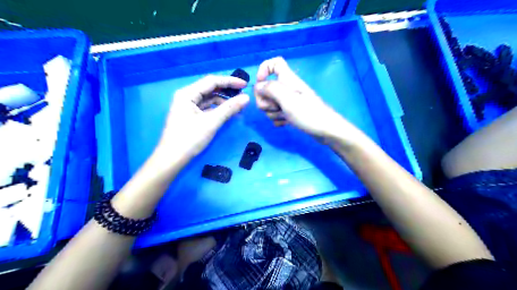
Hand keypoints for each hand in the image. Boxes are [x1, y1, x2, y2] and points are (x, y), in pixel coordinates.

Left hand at [154, 75, 249, 159]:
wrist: (172, 159)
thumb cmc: (189, 139)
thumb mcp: (211, 122)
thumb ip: (229, 108)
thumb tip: (247, 98)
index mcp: (187, 93)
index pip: (212, 81)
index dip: (230, 81)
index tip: (245, 85)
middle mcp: (186, 96)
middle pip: (210, 89)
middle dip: (227, 92)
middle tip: (243, 96)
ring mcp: (187, 106)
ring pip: (209, 99)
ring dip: (224, 102)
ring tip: (238, 108)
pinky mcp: (190, 115)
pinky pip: (206, 108)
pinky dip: (218, 110)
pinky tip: (228, 114)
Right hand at [254, 57, 346, 138]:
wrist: (326, 130)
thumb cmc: (308, 113)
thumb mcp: (287, 99)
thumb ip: (270, 89)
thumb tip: (258, 86)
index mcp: (287, 79)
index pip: (274, 63)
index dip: (264, 69)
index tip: (260, 84)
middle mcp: (287, 88)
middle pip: (266, 88)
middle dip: (265, 100)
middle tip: (275, 107)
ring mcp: (289, 101)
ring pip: (270, 103)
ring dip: (273, 112)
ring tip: (285, 116)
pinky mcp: (290, 113)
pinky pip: (276, 114)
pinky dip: (278, 119)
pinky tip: (285, 123)